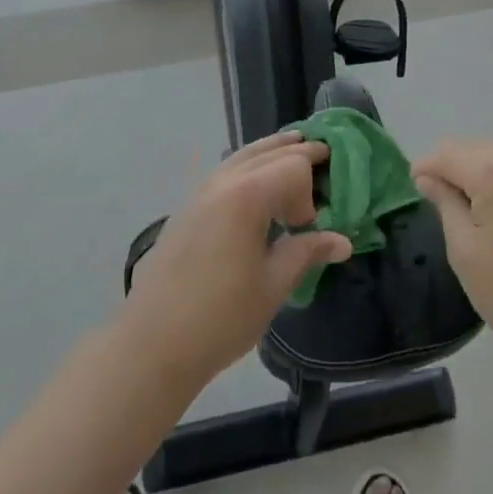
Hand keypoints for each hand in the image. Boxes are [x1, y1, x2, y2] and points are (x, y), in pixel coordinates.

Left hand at [118, 133, 351, 388]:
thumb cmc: (220, 317)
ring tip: (294, 147)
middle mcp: (222, 182)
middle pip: (268, 152)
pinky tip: (255, 182)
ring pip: (242, 155)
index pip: (293, 166)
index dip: (310, 191)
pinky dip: (248, 164)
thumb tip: (342, 242)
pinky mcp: (186, 208)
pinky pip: (225, 170)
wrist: (151, 346)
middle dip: (298, 153)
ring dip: (271, 151)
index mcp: (247, 196)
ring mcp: (199, 192)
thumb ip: (307, 252)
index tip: (308, 227)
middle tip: (324, 154)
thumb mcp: (273, 285)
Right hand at [414, 140, 492, 381]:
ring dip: (484, 170)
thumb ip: (445, 203)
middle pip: (479, 148)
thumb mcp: (464, 249)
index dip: (427, 165)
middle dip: (455, 165)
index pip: (450, 154)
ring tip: (473, 202)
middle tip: (440, 194)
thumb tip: (429, 178)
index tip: (414, 183)